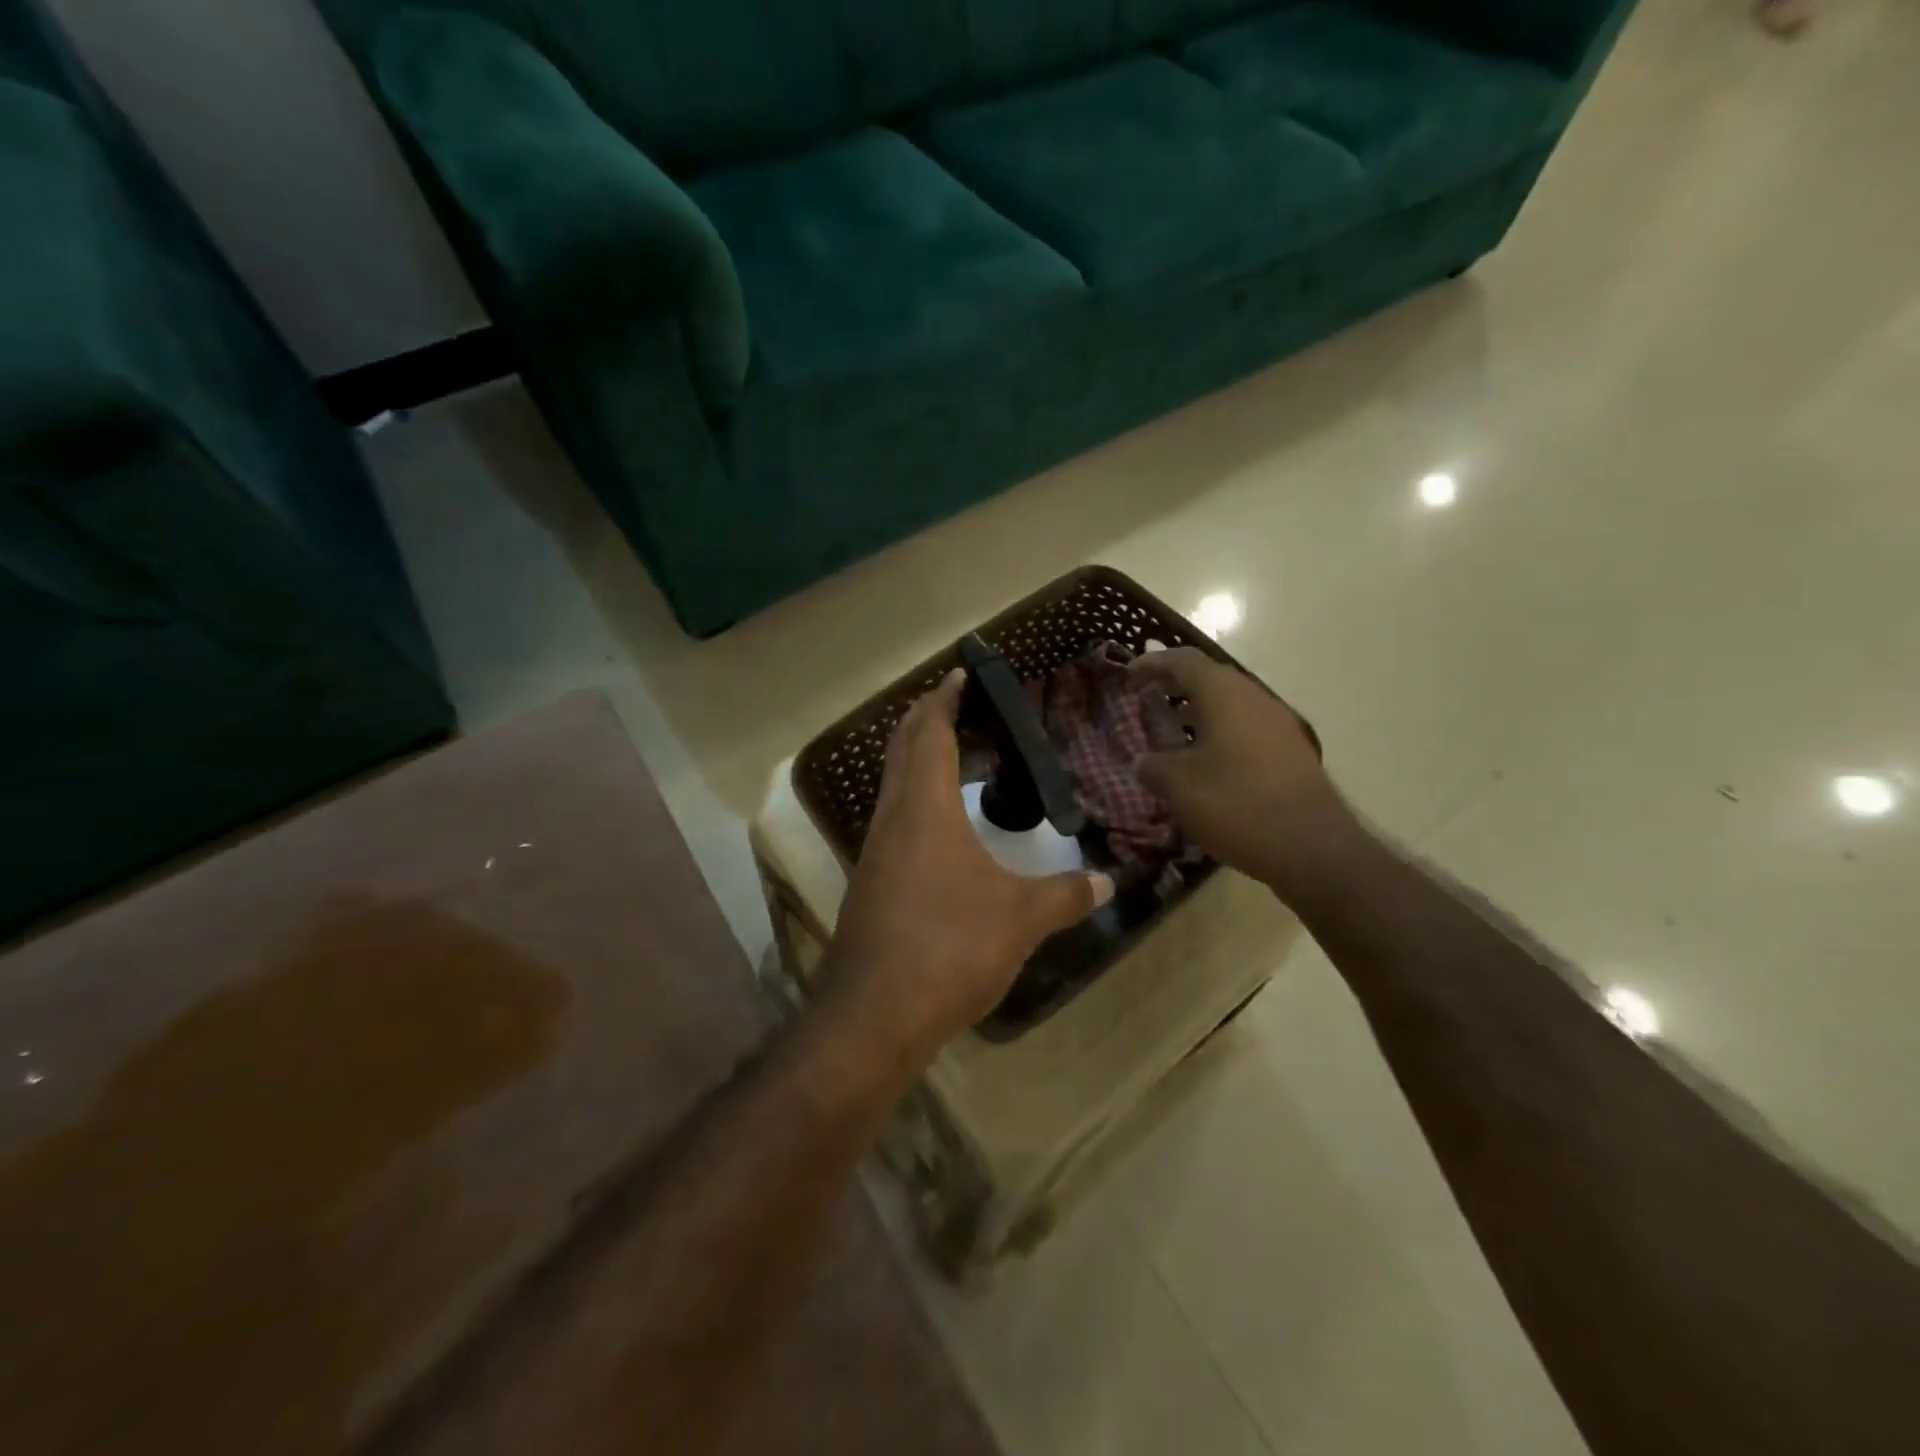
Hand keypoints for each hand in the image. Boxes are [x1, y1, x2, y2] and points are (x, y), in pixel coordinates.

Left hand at [822, 670, 1112, 1059]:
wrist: (874, 1013)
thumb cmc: (949, 947)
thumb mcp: (1019, 918)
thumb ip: (1064, 895)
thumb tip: (1105, 880)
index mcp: (923, 808)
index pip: (928, 731)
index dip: (943, 698)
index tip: (961, 674)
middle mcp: (892, 818)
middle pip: (902, 749)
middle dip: (927, 719)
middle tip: (962, 705)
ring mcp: (875, 851)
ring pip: (894, 785)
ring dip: (920, 760)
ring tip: (960, 757)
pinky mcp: (872, 882)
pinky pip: (895, 819)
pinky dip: (918, 800)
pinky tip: (945, 826)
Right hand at [1130, 648, 1358, 901]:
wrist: (1311, 847)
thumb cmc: (1236, 804)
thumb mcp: (1179, 787)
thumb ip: (1153, 766)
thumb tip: (1143, 761)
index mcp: (1224, 695)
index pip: (1184, 662)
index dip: (1154, 663)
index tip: (1129, 672)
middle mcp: (1254, 698)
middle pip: (1210, 677)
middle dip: (1176, 684)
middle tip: (1148, 695)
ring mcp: (1277, 724)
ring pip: (1230, 703)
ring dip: (1198, 709)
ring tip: (1171, 727)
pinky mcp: (1289, 751)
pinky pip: (1245, 726)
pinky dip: (1218, 730)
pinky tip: (1204, 758)